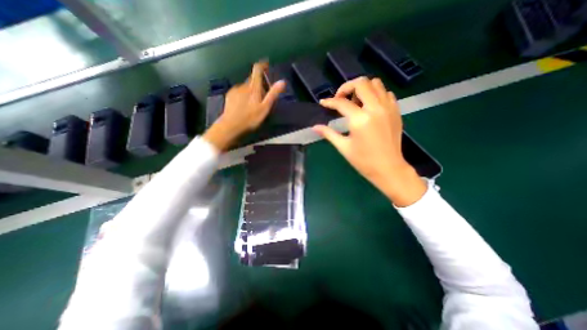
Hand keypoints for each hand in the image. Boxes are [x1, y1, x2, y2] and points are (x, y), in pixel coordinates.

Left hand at [203, 62, 285, 150]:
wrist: (231, 126)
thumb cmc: (250, 118)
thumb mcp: (265, 108)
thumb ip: (273, 94)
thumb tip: (282, 81)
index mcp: (253, 87)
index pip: (257, 70)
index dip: (262, 65)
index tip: (266, 64)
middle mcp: (243, 85)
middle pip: (252, 79)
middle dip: (259, 83)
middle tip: (264, 95)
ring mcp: (235, 90)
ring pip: (245, 86)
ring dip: (251, 90)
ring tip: (254, 103)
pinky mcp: (229, 96)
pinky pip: (239, 91)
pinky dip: (244, 94)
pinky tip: (244, 105)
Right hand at [314, 78, 424, 205]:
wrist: (388, 168)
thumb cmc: (363, 161)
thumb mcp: (343, 147)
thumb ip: (329, 134)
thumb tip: (315, 127)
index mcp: (360, 119)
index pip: (341, 103)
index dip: (330, 102)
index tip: (323, 103)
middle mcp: (375, 108)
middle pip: (361, 83)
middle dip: (346, 87)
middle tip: (340, 99)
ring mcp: (388, 108)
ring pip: (375, 84)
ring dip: (362, 89)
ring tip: (355, 102)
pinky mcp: (396, 111)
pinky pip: (386, 93)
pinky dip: (376, 94)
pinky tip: (369, 107)